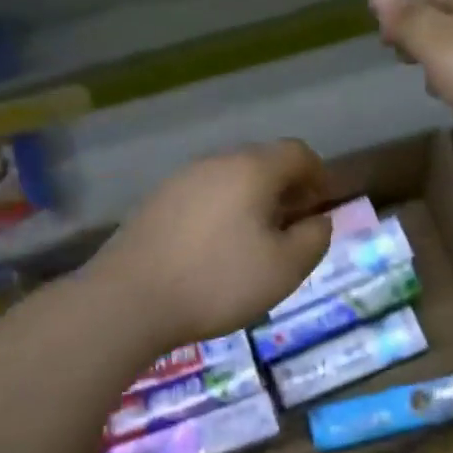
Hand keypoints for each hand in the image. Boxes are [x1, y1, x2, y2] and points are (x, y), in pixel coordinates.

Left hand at [93, 141, 335, 347]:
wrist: (130, 300)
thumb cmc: (219, 281)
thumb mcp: (286, 268)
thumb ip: (314, 238)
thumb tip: (318, 221)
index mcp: (252, 169)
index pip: (297, 152)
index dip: (318, 175)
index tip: (322, 206)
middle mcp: (215, 163)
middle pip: (262, 162)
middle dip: (286, 189)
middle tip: (294, 226)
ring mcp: (180, 180)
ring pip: (230, 180)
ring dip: (252, 202)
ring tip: (256, 241)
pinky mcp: (155, 203)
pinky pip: (203, 197)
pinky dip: (222, 213)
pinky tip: (217, 249)